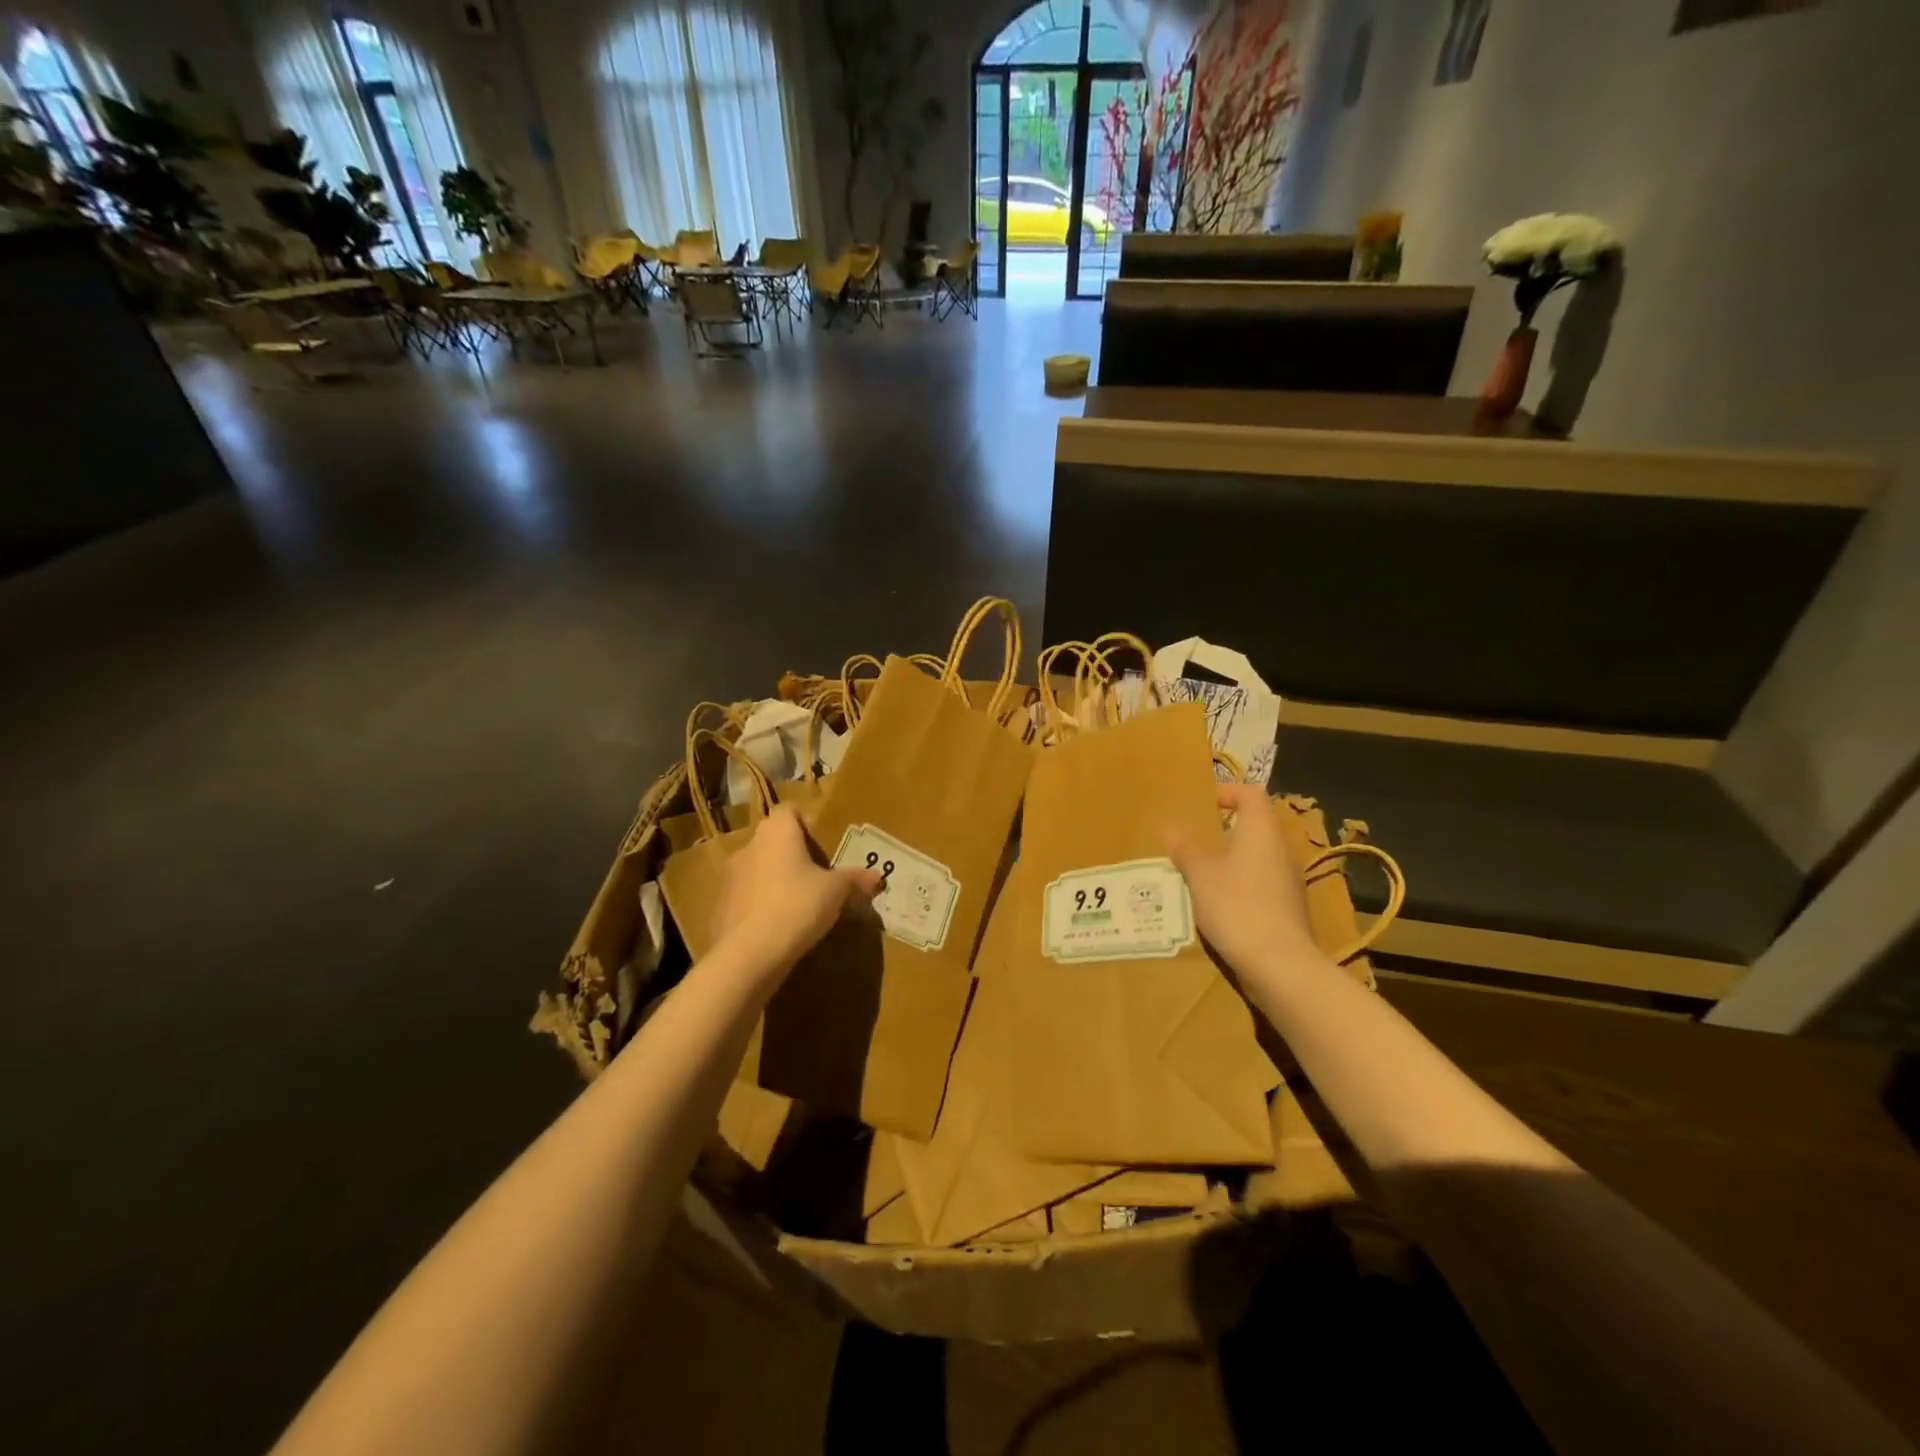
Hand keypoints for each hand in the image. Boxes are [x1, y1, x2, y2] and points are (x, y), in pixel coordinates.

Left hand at [711, 806, 880, 976]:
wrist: (748, 954)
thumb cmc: (797, 906)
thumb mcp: (836, 892)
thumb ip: (854, 880)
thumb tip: (877, 876)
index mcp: (777, 832)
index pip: (788, 811)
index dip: (805, 822)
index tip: (821, 843)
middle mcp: (749, 847)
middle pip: (772, 841)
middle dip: (791, 855)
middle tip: (816, 875)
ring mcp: (729, 878)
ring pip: (757, 869)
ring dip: (774, 881)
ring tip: (797, 904)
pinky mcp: (720, 908)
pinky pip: (746, 899)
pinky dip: (760, 907)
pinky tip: (777, 928)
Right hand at [1166, 783, 1321, 982]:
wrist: (1280, 964)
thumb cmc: (1236, 906)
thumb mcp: (1200, 875)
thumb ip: (1185, 848)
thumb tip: (1168, 826)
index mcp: (1261, 831)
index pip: (1251, 794)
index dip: (1227, 792)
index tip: (1203, 804)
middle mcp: (1280, 849)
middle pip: (1255, 825)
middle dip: (1224, 829)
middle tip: (1193, 839)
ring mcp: (1288, 880)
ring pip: (1257, 856)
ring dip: (1230, 859)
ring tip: (1199, 872)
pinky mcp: (1288, 907)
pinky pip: (1260, 883)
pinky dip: (1240, 884)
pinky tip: (1217, 903)